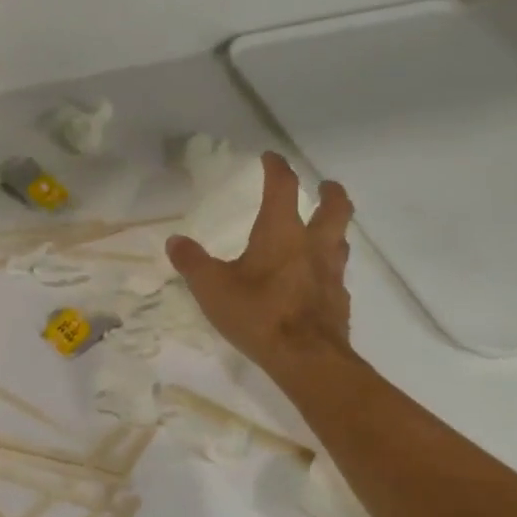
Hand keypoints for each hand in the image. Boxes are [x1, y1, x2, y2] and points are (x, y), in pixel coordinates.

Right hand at [166, 154, 354, 372]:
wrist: (307, 359)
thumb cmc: (258, 314)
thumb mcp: (211, 287)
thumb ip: (192, 262)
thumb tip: (175, 240)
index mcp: (281, 232)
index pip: (283, 187)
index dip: (277, 168)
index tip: (271, 157)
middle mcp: (312, 245)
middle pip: (334, 208)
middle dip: (329, 193)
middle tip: (324, 186)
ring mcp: (331, 274)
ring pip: (341, 240)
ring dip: (333, 229)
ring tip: (322, 230)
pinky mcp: (338, 301)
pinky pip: (337, 274)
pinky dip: (328, 268)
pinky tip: (315, 280)